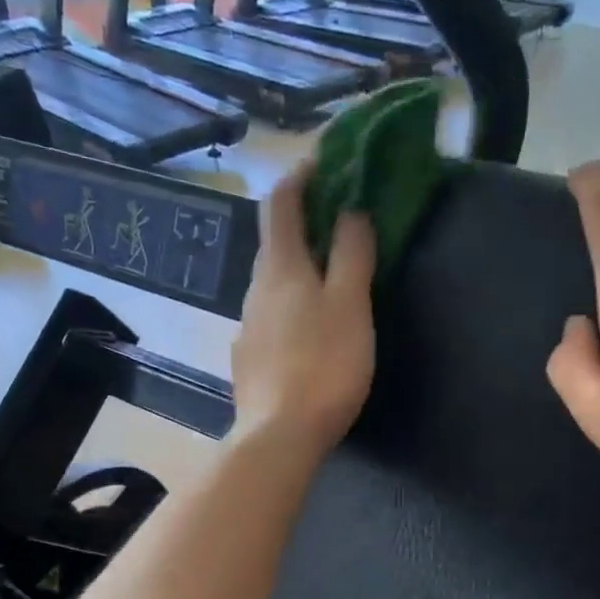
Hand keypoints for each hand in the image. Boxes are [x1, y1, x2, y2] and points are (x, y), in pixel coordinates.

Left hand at [230, 163, 376, 457]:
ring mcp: (247, 328)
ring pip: (273, 285)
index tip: (325, 162)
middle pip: (276, 244)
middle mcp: (255, 290)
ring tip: (330, 281)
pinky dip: (291, 308)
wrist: (278, 436)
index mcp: (281, 269)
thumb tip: (350, 211)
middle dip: (304, 225)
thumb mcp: (350, 306)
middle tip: (339, 224)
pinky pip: (271, 319)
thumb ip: (352, 255)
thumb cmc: (322, 367)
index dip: (300, 175)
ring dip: (298, 270)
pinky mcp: (248, 361)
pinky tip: (308, 333)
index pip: (282, 203)